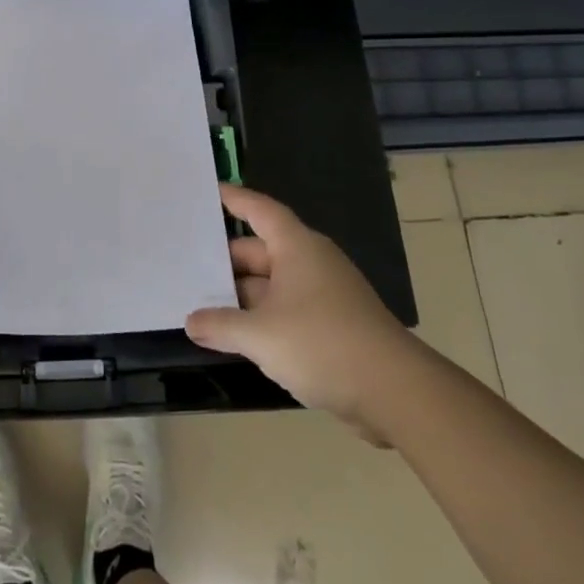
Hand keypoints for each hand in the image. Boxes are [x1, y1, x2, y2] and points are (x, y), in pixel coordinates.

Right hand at [185, 183, 419, 440]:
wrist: (397, 393)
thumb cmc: (323, 344)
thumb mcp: (261, 336)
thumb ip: (221, 326)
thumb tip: (191, 322)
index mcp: (296, 248)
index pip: (259, 210)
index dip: (234, 199)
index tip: (210, 190)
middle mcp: (310, 263)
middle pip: (260, 251)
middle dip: (225, 261)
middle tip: (186, 264)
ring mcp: (323, 295)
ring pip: (272, 285)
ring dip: (241, 295)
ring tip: (201, 303)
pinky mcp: (332, 326)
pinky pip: (286, 310)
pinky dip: (261, 318)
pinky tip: (236, 336)